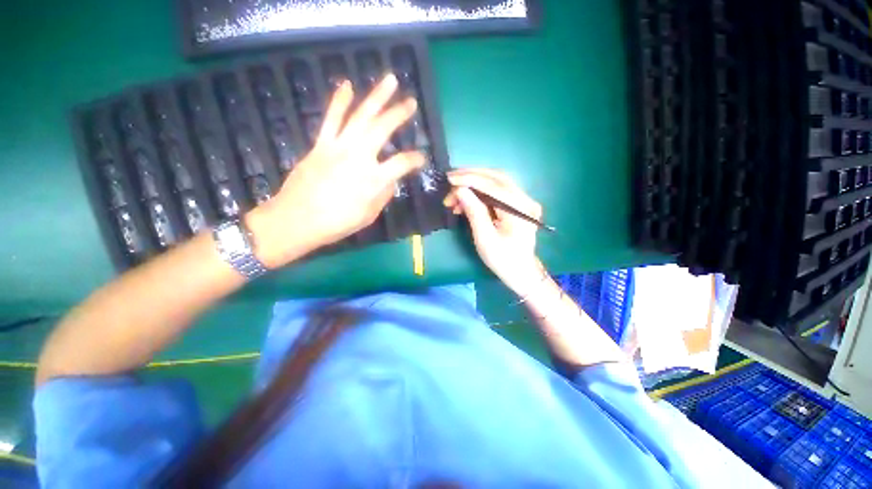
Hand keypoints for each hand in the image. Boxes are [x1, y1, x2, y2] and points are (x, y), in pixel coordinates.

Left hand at [247, 75, 424, 267]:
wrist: (297, 220)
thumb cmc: (337, 223)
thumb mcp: (369, 215)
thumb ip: (383, 196)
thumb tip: (390, 182)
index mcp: (374, 179)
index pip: (403, 163)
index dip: (416, 159)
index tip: (422, 158)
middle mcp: (359, 157)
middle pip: (383, 128)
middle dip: (399, 113)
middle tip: (411, 102)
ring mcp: (338, 147)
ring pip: (360, 115)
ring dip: (376, 96)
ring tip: (389, 80)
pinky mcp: (321, 144)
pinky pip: (331, 118)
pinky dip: (339, 100)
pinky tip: (347, 84)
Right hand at [444, 169, 545, 294]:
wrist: (521, 272)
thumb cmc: (503, 260)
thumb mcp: (485, 238)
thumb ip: (474, 212)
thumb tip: (460, 190)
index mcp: (520, 209)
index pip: (493, 186)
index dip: (469, 179)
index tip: (449, 179)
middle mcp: (525, 199)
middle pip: (496, 177)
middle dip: (471, 176)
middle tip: (450, 180)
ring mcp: (523, 200)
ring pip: (496, 182)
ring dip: (473, 183)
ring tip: (454, 196)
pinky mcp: (518, 204)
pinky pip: (497, 191)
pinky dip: (480, 192)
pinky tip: (465, 201)